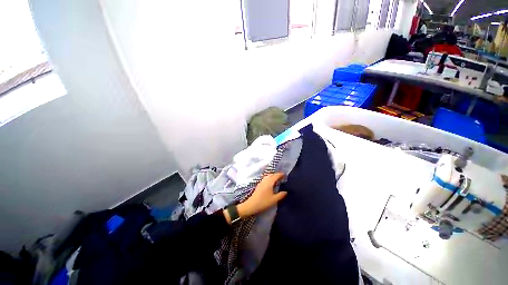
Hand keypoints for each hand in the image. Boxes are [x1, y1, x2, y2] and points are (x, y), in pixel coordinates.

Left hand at [237, 173, 286, 217]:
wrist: (252, 205)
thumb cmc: (264, 202)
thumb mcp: (274, 199)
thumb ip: (281, 195)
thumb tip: (286, 191)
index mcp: (270, 182)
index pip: (276, 175)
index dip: (281, 174)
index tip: (285, 175)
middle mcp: (265, 180)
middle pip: (271, 174)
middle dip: (276, 175)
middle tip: (282, 177)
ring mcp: (261, 182)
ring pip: (268, 176)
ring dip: (272, 176)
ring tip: (277, 180)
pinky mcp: (259, 185)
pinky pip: (265, 179)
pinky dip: (269, 179)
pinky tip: (270, 184)